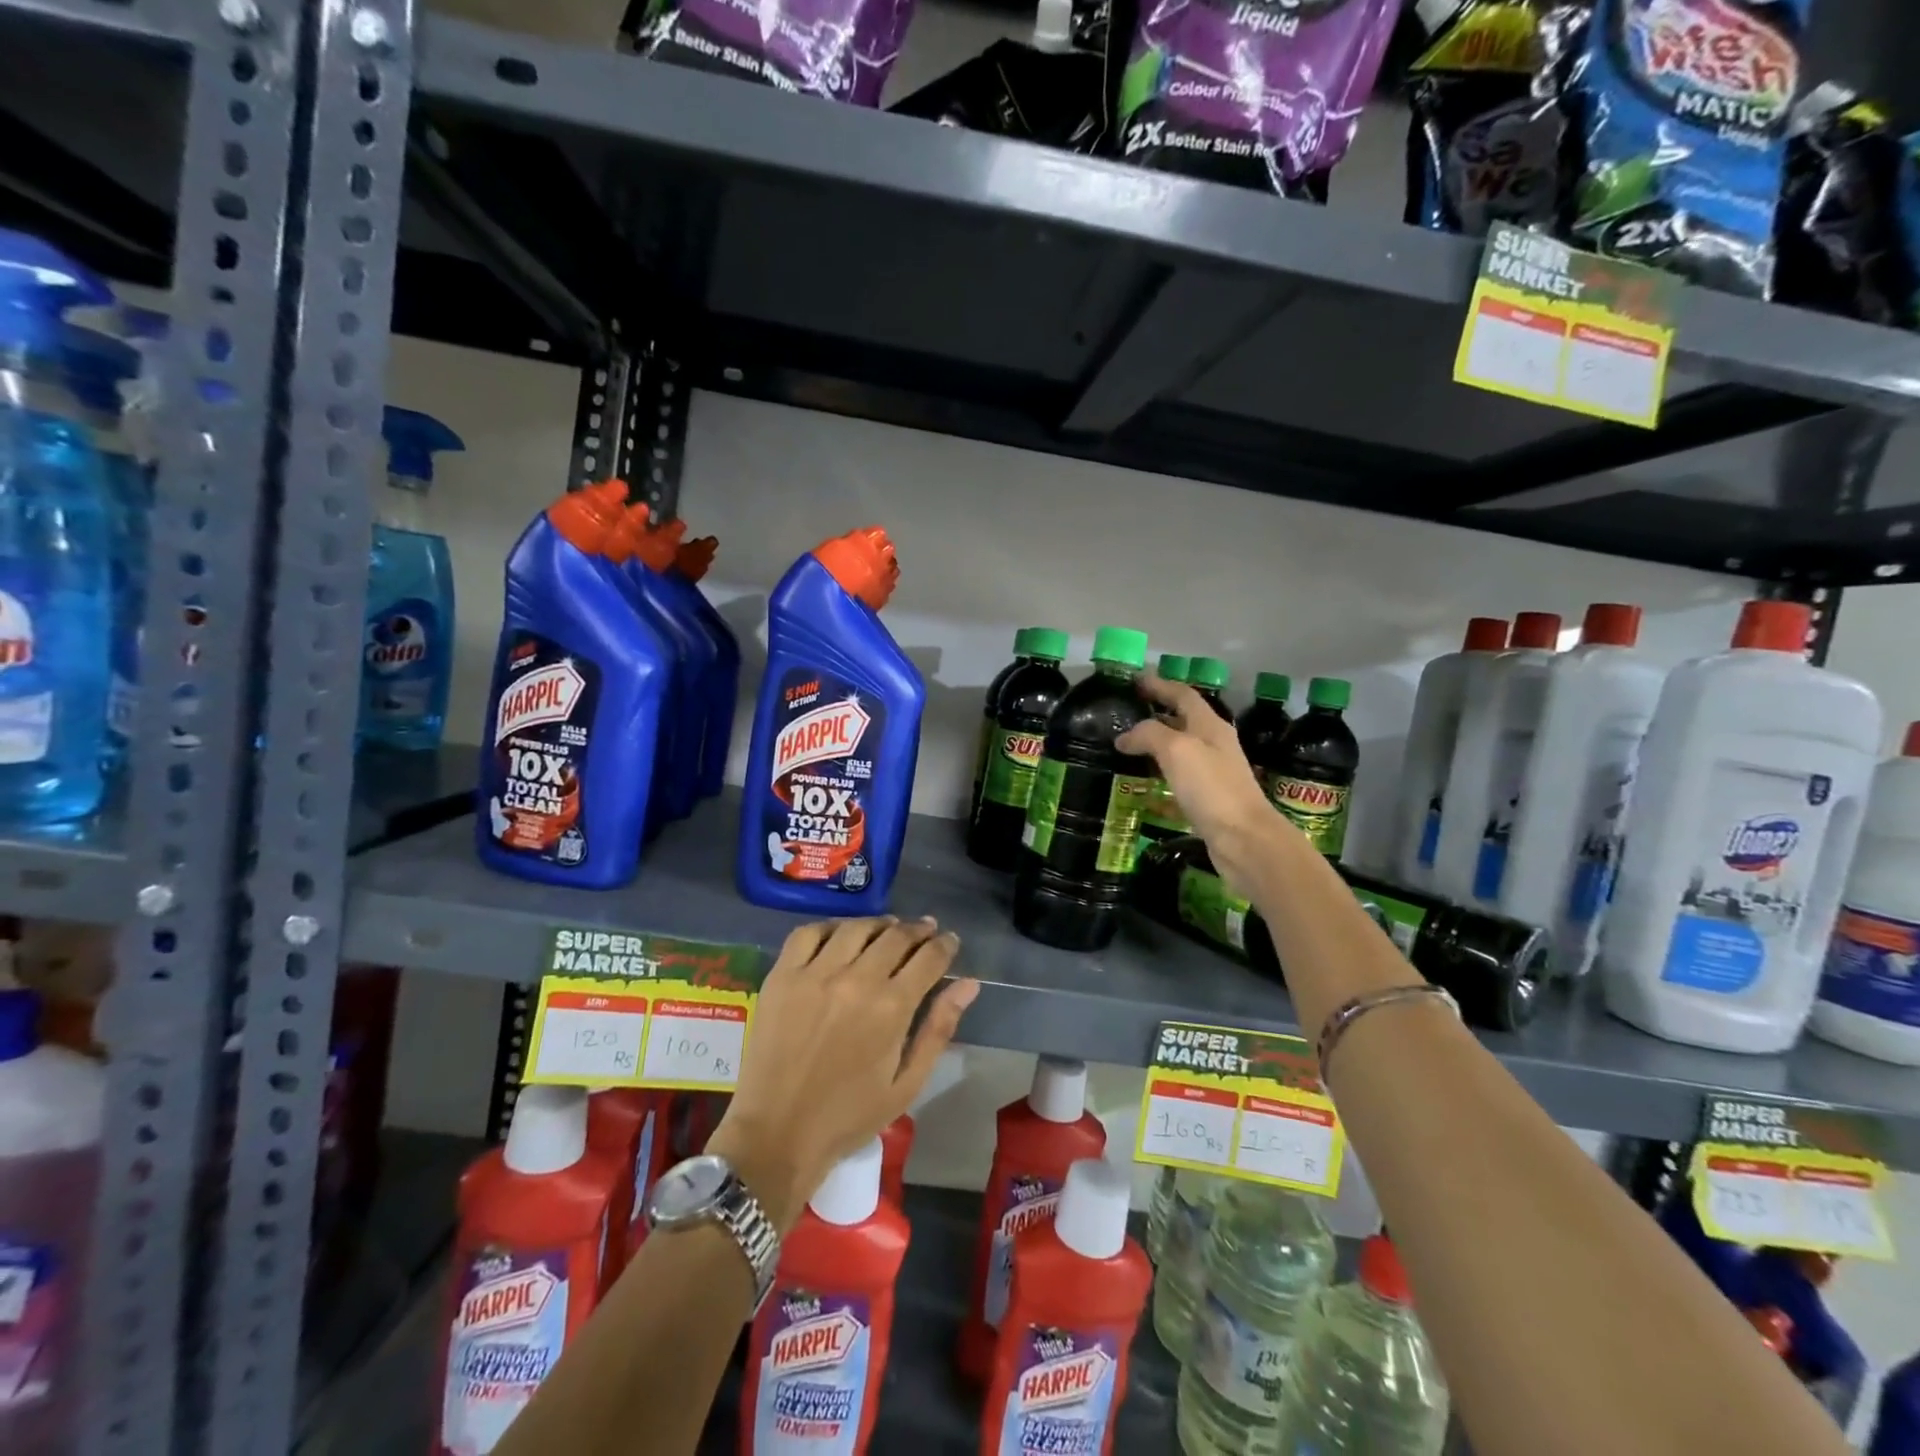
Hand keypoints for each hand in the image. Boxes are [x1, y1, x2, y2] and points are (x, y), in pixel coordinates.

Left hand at [710, 917, 977, 1229]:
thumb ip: (938, 1028)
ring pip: (856, 928)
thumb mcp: (906, 1084)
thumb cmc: (849, 1116)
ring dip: (879, 924)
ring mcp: (815, 974)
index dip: (945, 944)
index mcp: (891, 1008)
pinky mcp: (782, 976)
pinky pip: (808, 933)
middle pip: (896, 936)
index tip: (950, 941)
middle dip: (918, 930)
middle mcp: (856, 980)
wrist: (777, 1134)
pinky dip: (829, 927)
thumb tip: (968, 984)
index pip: (928, 957)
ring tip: (888, 928)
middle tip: (926, 931)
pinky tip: (840, 936)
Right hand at [1117, 673, 1295, 892]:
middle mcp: (1214, 744)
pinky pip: (1179, 777)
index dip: (1159, 685)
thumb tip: (1125, 737)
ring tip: (1128, 746)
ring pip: (1180, 749)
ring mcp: (1213, 773)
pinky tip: (1145, 782)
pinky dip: (1161, 773)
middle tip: (1127, 713)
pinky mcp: (1208, 799)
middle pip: (1183, 720)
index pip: (1183, 695)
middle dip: (1156, 712)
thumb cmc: (1212, 788)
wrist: (1244, 839)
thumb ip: (1149, 735)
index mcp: (1210, 726)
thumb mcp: (1177, 750)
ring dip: (1156, 744)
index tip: (1135, 680)